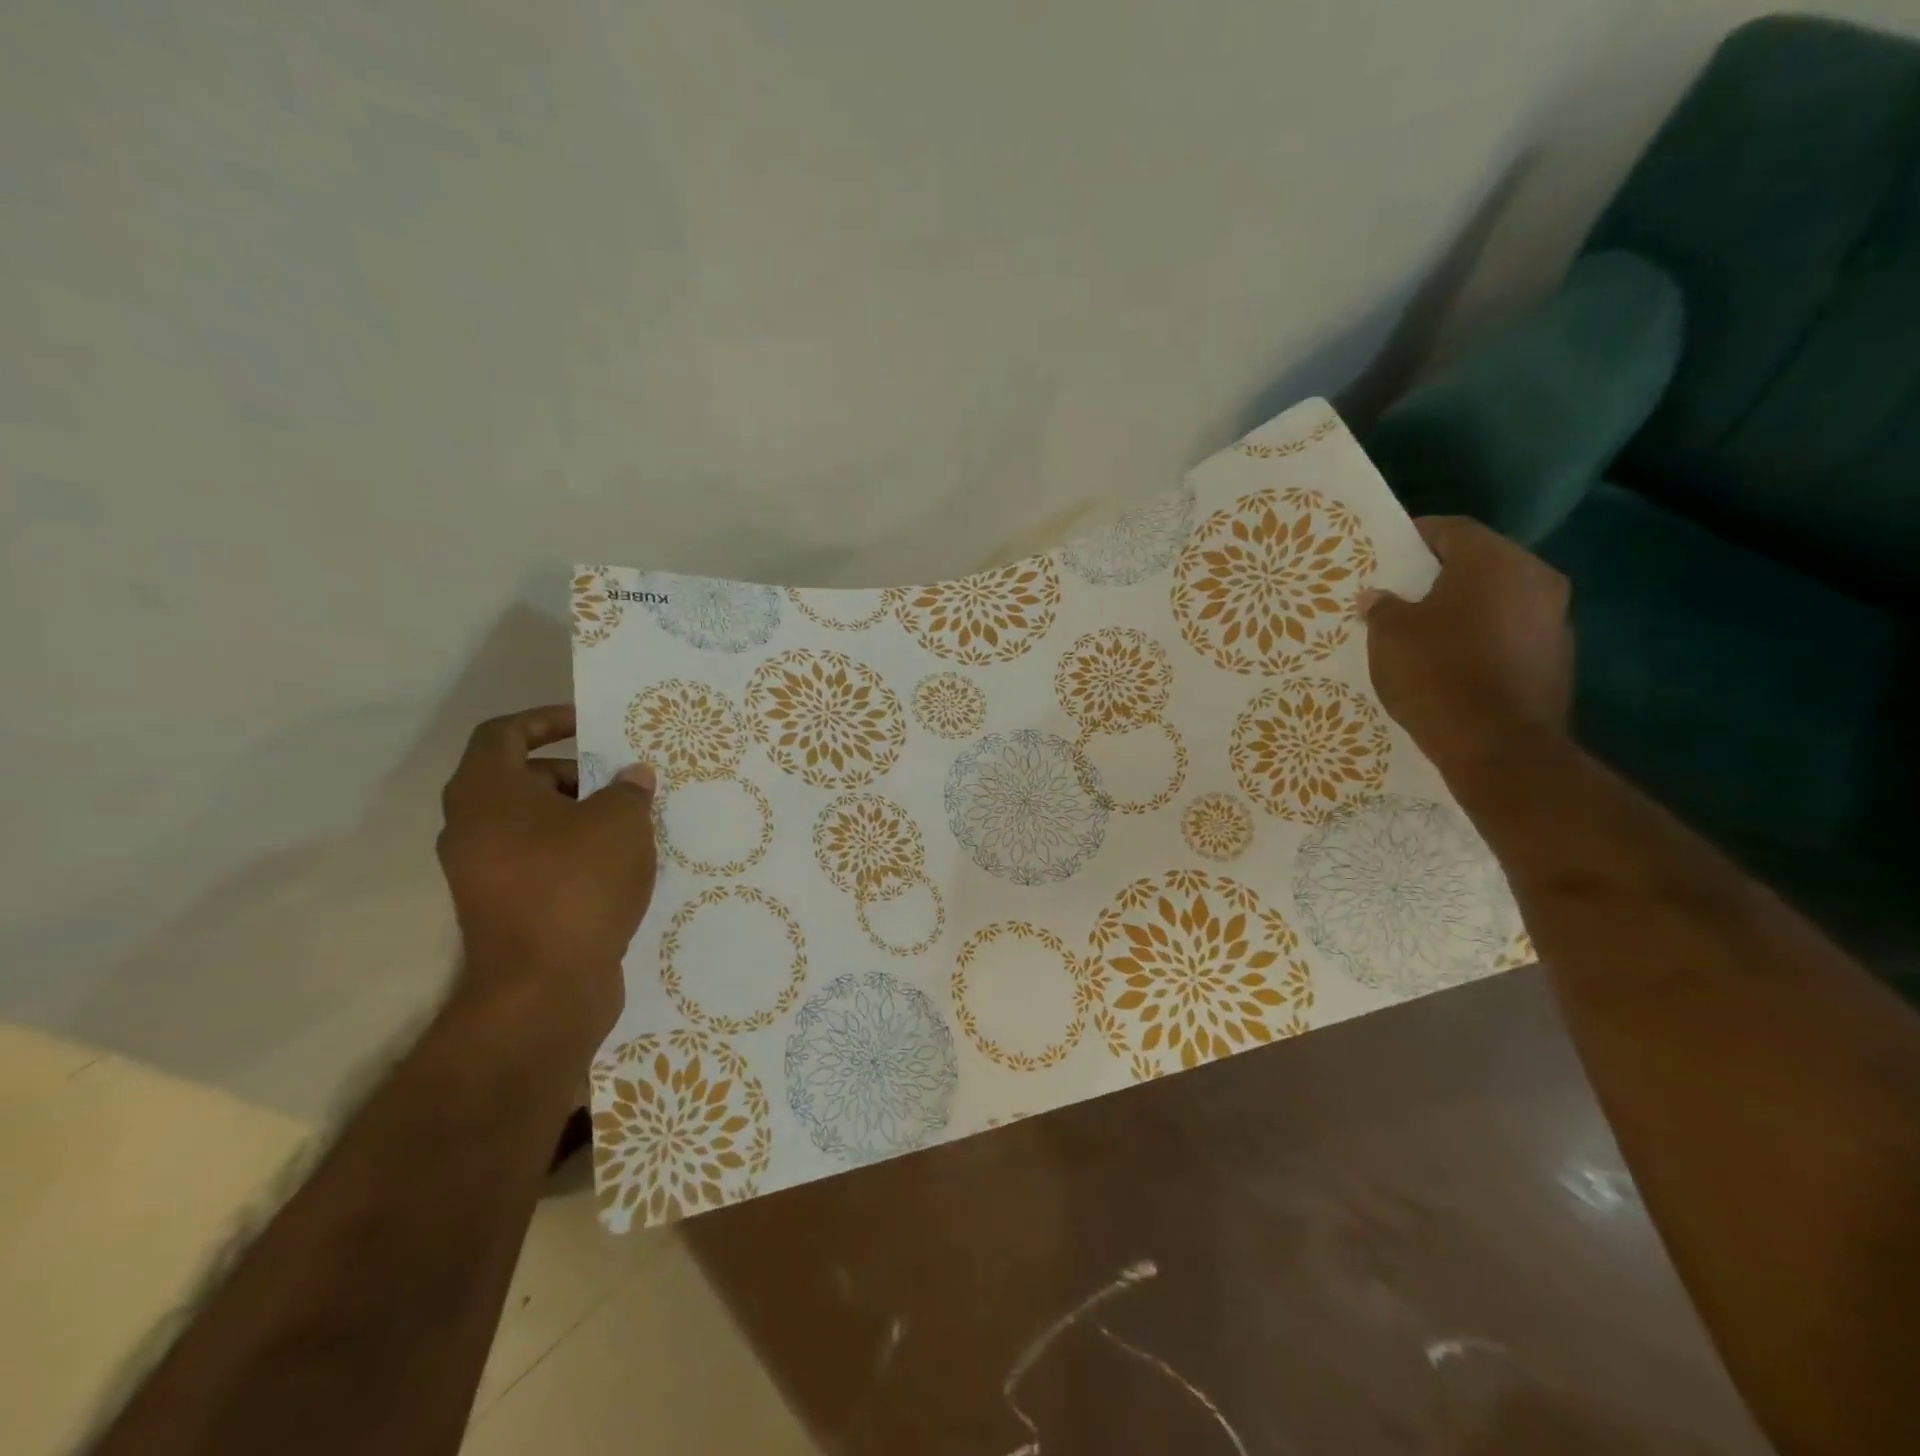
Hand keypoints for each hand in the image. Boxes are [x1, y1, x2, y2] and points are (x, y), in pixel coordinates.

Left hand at [436, 705, 656, 1046]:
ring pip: (533, 824)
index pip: (504, 733)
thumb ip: (629, 790)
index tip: (590, 725)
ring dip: (580, 816)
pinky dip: (573, 852)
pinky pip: (538, 860)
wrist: (545, 987)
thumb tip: (632, 778)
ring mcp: (482, 872)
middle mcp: (471, 828)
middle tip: (624, 784)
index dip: (546, 720)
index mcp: (485, 793)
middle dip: (576, 775)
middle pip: (521, 780)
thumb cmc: (577, 883)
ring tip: (631, 826)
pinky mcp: (503, 907)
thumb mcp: (620, 822)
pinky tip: (619, 866)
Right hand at [1360, 517, 1572, 778]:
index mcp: (1493, 561)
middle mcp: (1535, 577)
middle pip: (1480, 562)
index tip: (1388, 551)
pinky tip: (1453, 660)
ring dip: (1464, 606)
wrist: (1499, 745)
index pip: (1451, 530)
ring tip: (1424, 629)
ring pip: (1499, 597)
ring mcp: (1554, 618)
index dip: (1416, 536)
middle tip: (1402, 590)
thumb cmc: (1437, 674)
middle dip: (1440, 573)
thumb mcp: (1389, 637)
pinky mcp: (1556, 656)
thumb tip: (1378, 596)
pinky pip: (1510, 631)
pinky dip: (1482, 636)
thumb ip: (1383, 608)